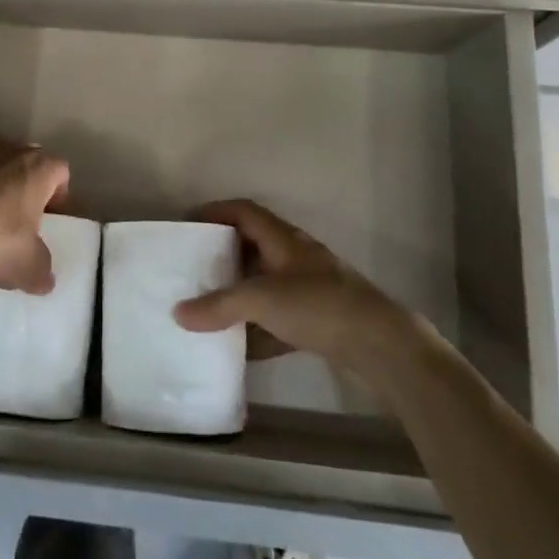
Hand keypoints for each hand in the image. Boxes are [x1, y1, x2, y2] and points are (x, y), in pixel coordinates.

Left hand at [0, 130, 69, 298]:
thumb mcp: (29, 268)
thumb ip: (43, 268)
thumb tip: (45, 278)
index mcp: (38, 168)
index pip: (60, 171)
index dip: (57, 193)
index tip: (46, 217)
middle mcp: (9, 148)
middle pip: (26, 159)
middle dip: (26, 181)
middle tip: (18, 212)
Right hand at [173, 199, 411, 375]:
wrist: (381, 343)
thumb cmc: (318, 305)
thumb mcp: (261, 300)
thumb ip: (218, 306)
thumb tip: (177, 313)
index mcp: (283, 239)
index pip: (244, 212)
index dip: (216, 211)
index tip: (190, 223)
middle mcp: (296, 257)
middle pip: (254, 245)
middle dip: (225, 254)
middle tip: (196, 265)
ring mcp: (311, 288)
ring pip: (267, 283)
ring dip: (241, 292)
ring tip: (212, 305)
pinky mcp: (320, 318)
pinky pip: (280, 317)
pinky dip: (260, 327)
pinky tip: (243, 347)